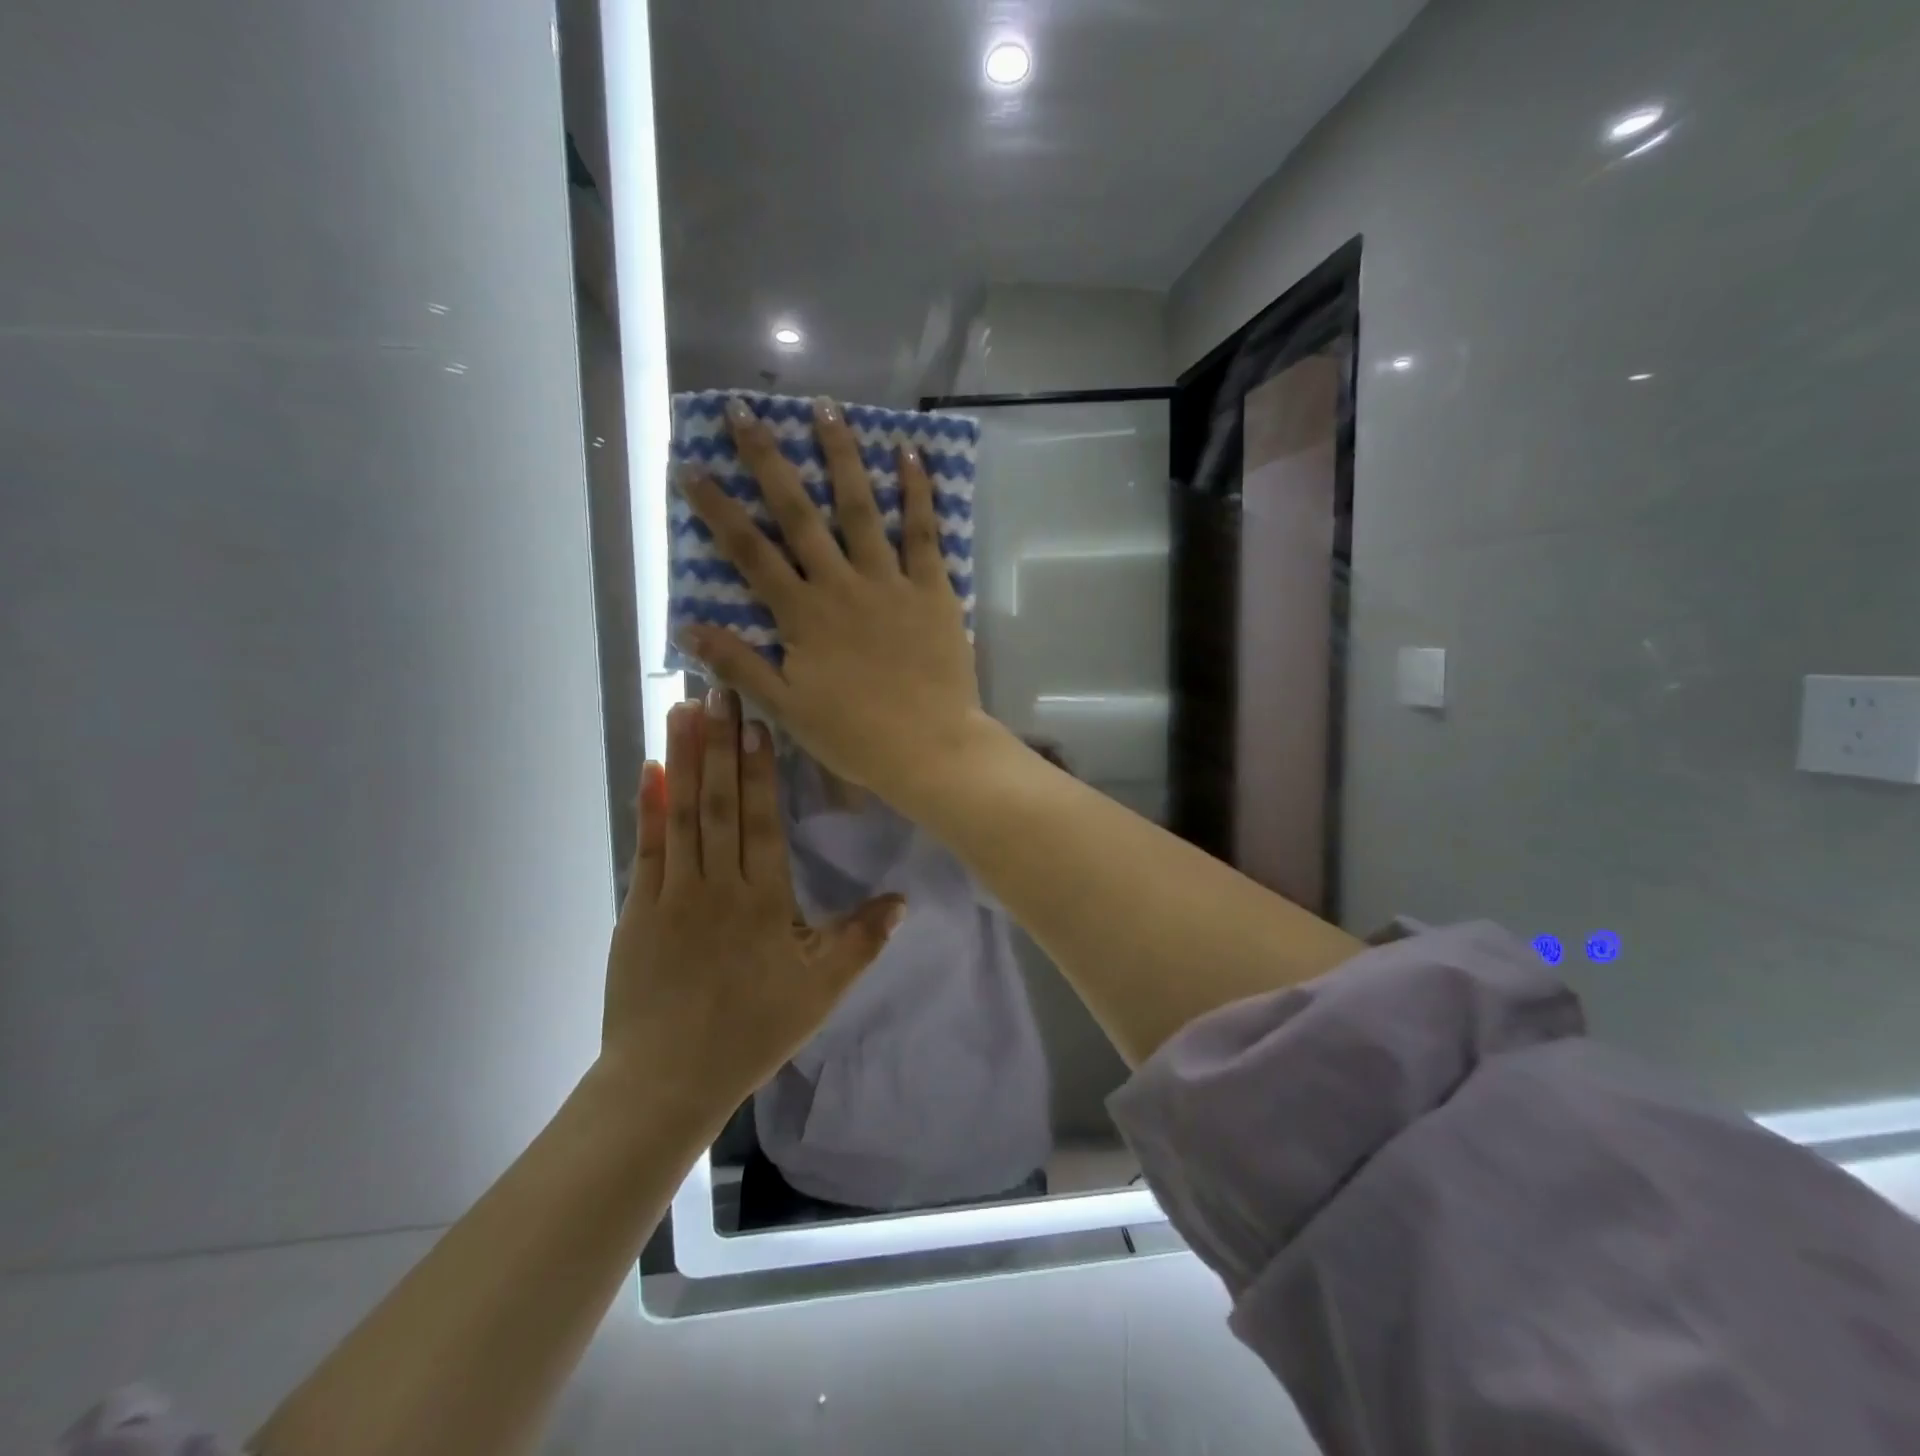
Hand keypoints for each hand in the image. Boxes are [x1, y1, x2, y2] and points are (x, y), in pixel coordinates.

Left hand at [600, 687, 905, 1109]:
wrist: (668, 1079)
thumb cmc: (752, 1031)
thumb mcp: (821, 991)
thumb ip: (861, 941)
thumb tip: (902, 900)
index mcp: (764, 901)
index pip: (762, 820)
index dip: (759, 769)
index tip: (757, 722)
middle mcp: (719, 885)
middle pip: (720, 803)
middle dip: (721, 744)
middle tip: (719, 691)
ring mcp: (673, 893)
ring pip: (682, 814)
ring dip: (684, 759)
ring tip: (684, 710)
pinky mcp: (638, 908)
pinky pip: (646, 847)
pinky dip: (649, 806)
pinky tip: (651, 769)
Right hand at [675, 395, 992, 804]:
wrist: (929, 749)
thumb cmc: (855, 735)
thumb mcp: (786, 708)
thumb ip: (739, 664)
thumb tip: (687, 627)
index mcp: (802, 615)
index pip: (749, 553)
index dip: (718, 509)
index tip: (692, 467)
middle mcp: (840, 585)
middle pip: (798, 514)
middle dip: (768, 461)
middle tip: (745, 412)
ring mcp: (889, 582)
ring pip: (861, 508)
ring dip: (841, 455)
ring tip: (826, 407)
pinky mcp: (933, 589)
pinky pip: (924, 533)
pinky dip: (918, 492)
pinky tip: (910, 453)